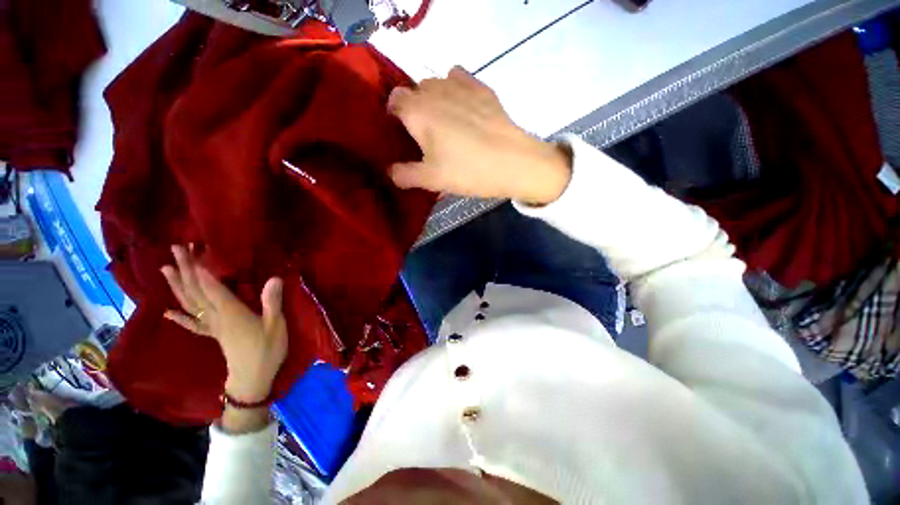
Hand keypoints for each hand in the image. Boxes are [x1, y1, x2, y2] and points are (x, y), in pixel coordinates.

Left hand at [161, 245, 287, 404]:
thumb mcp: (276, 325)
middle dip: (185, 270)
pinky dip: (179, 317)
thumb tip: (274, 278)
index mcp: (231, 313)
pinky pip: (192, 324)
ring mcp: (212, 326)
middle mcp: (216, 317)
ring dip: (177, 285)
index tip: (191, 252)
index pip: (211, 288)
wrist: (253, 378)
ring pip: (189, 303)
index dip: (201, 270)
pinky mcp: (213, 335)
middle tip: (176, 249)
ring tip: (166, 268)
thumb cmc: (267, 349)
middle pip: (196, 291)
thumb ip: (272, 302)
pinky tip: (168, 311)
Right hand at [387, 66, 571, 204]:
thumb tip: (389, 172)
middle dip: (414, 109)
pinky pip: (459, 78)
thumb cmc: (467, 171)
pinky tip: (463, 107)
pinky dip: (455, 89)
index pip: (393, 100)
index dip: (394, 115)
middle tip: (425, 135)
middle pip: (415, 91)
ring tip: (445, 123)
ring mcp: (460, 85)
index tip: (402, 134)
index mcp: (417, 110)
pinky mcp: (482, 87)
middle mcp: (434, 89)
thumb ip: (404, 175)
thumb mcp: (431, 179)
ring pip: (436, 84)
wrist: (513, 162)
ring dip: (434, 100)